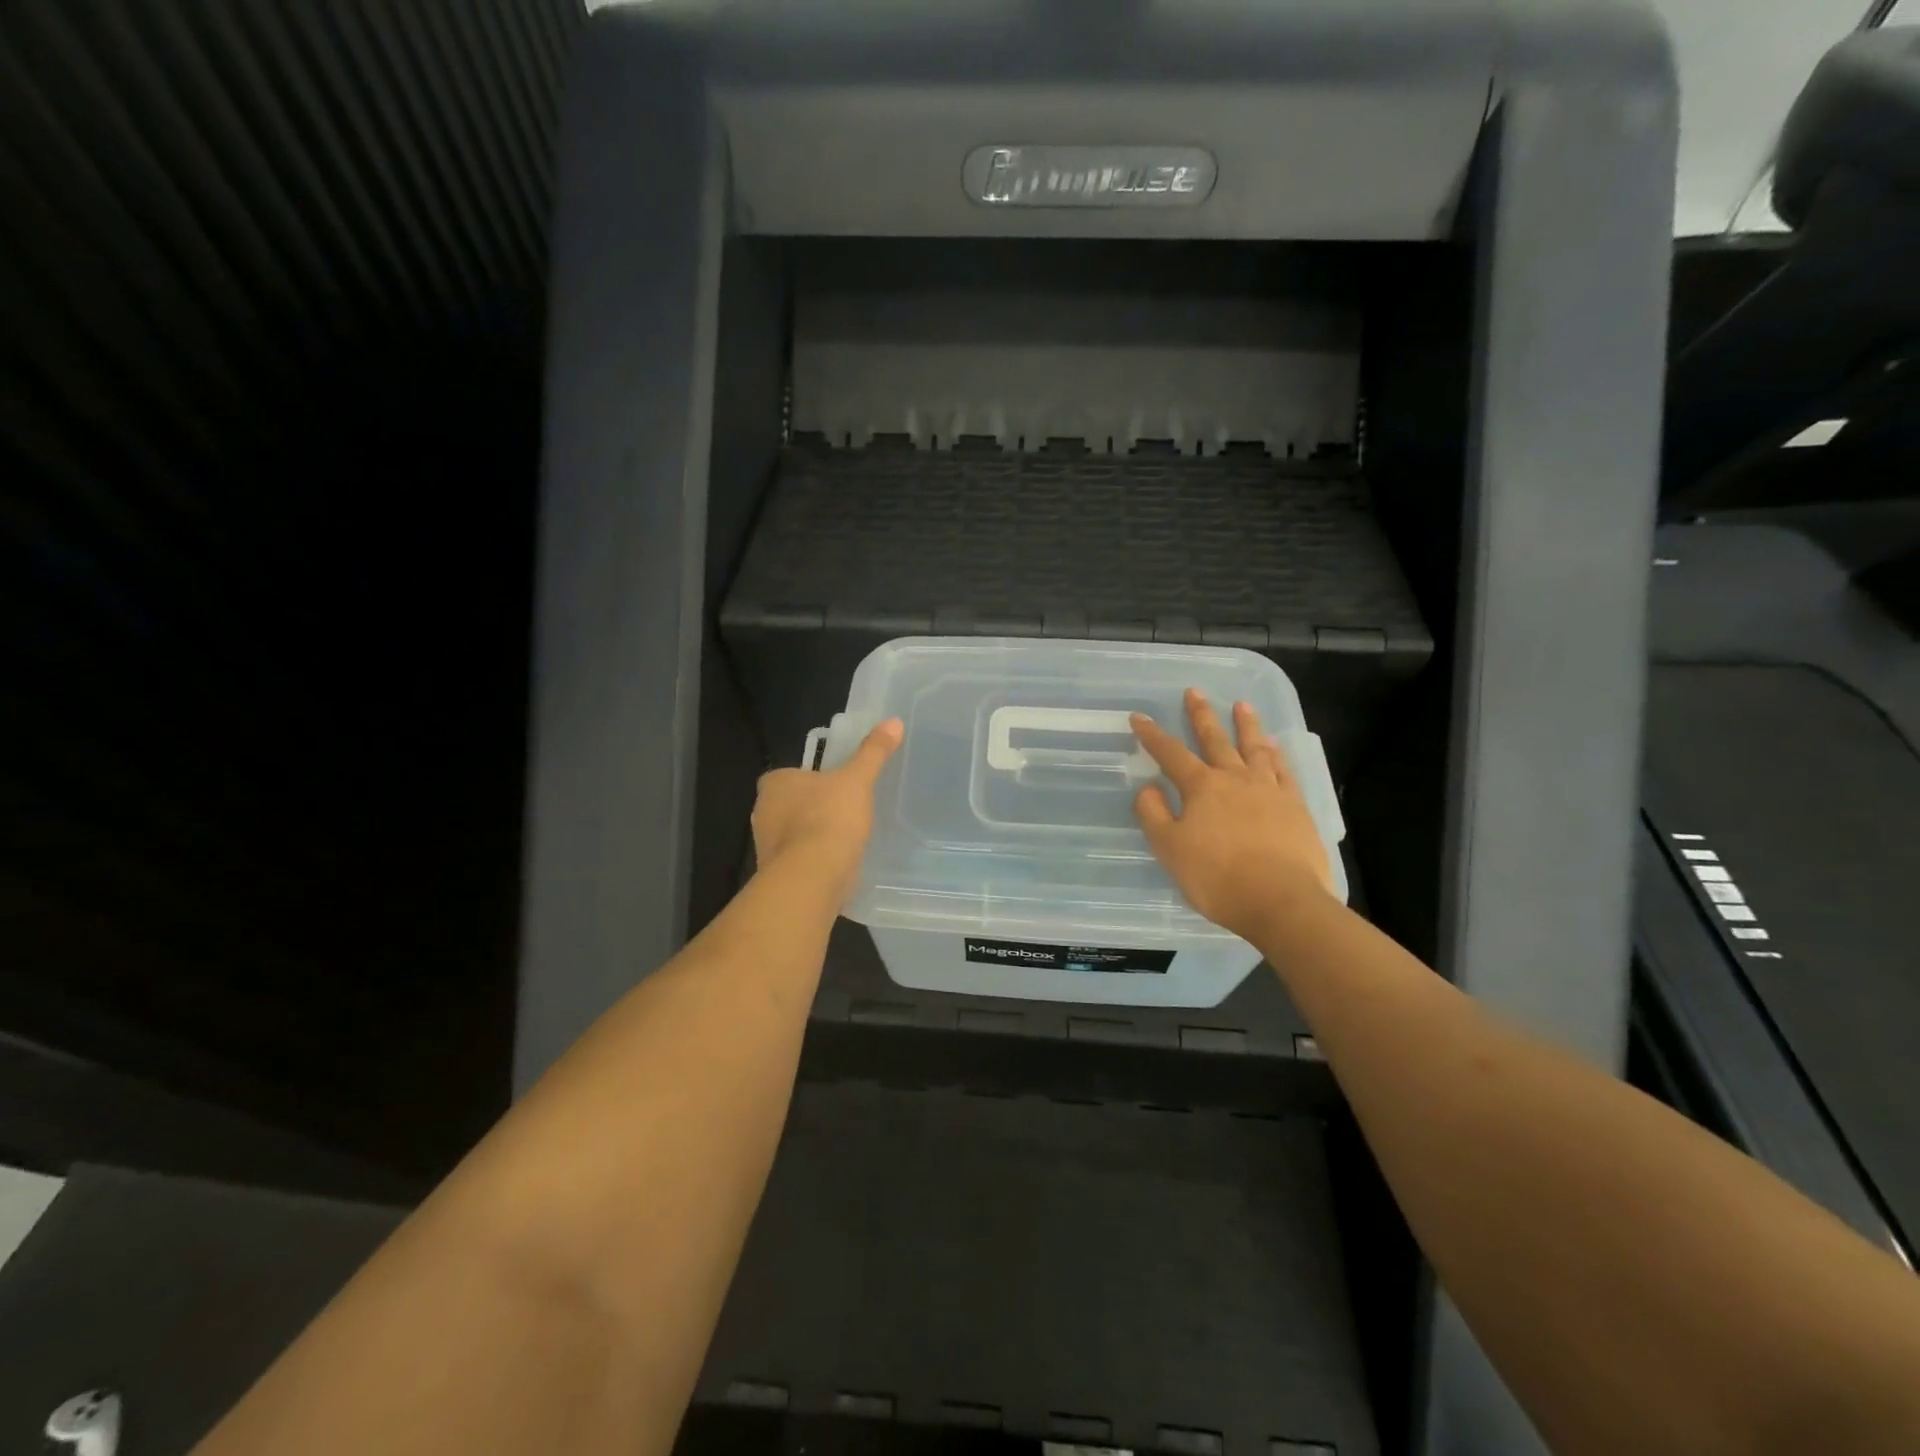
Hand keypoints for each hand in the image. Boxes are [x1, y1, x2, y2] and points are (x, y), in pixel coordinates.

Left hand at [751, 719, 903, 903]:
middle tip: (844, 810)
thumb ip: (873, 752)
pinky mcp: (776, 874)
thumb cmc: (829, 819)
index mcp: (775, 783)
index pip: (788, 775)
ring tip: (845, 839)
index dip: (810, 779)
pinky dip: (814, 861)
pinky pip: (798, 861)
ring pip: (792, 834)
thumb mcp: (857, 780)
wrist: (811, 878)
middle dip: (811, 808)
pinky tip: (837, 864)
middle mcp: (762, 812)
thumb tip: (894, 722)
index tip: (833, 786)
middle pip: (789, 805)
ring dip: (812, 836)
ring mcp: (766, 846)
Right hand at [1131, 690, 1334, 940]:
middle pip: (1215, 740)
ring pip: (1255, 748)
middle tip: (1195, 691)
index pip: (1171, 754)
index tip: (1139, 717)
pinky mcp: (1296, 807)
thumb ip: (1154, 815)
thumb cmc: (1218, 878)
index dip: (1152, 735)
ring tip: (1242, 705)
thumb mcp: (1170, 850)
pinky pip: (1284, 772)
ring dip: (1246, 725)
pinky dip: (1277, 756)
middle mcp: (1235, 779)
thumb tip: (1148, 788)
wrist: (1282, 901)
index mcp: (1202, 788)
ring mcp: (1270, 791)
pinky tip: (1275, 748)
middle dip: (1201, 715)